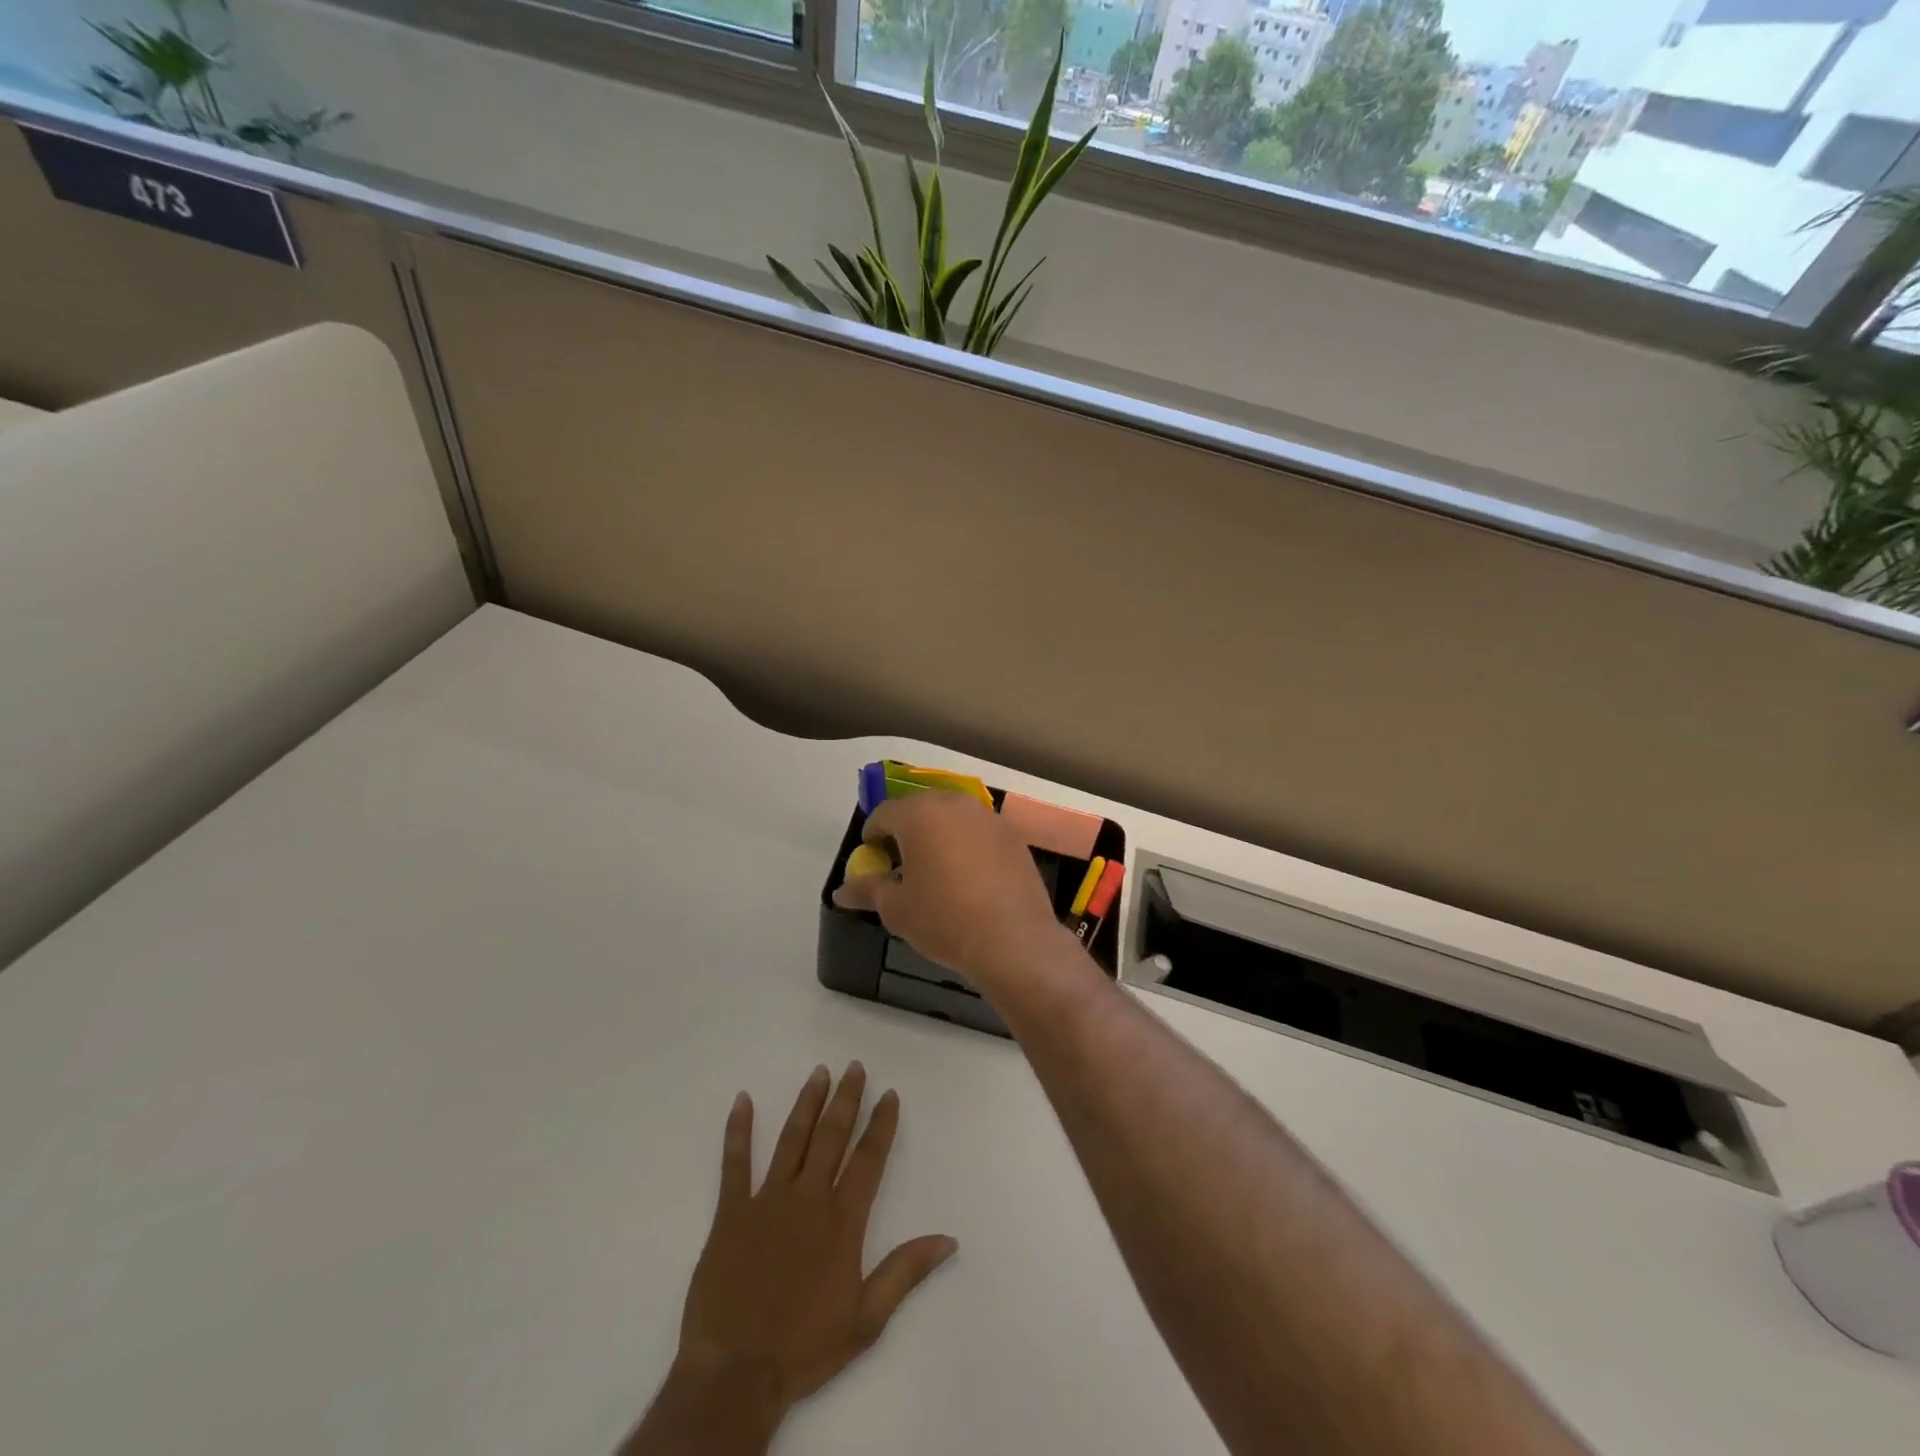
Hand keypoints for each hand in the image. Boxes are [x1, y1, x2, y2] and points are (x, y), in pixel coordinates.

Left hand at [622, 1064, 956, 1454]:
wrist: (735, 1374)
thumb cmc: (804, 1348)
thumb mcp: (866, 1320)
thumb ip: (905, 1272)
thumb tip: (949, 1239)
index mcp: (842, 1220)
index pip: (869, 1159)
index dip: (881, 1124)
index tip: (889, 1094)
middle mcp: (808, 1197)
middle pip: (832, 1136)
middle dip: (846, 1099)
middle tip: (855, 1067)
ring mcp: (767, 1200)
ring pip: (792, 1138)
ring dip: (807, 1103)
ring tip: (819, 1072)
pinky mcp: (731, 1212)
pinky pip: (735, 1163)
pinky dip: (738, 1130)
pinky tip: (743, 1100)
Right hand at [832, 792, 1069, 994]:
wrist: (1012, 940)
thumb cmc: (944, 919)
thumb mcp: (896, 909)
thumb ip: (867, 890)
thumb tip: (841, 891)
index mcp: (919, 814)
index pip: (884, 814)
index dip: (872, 837)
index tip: (872, 861)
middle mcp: (954, 804)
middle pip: (920, 809)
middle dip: (906, 832)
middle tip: (900, 865)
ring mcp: (988, 817)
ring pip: (952, 818)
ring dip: (938, 836)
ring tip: (935, 871)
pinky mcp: (1012, 835)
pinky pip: (978, 832)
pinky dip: (966, 846)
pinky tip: (968, 878)